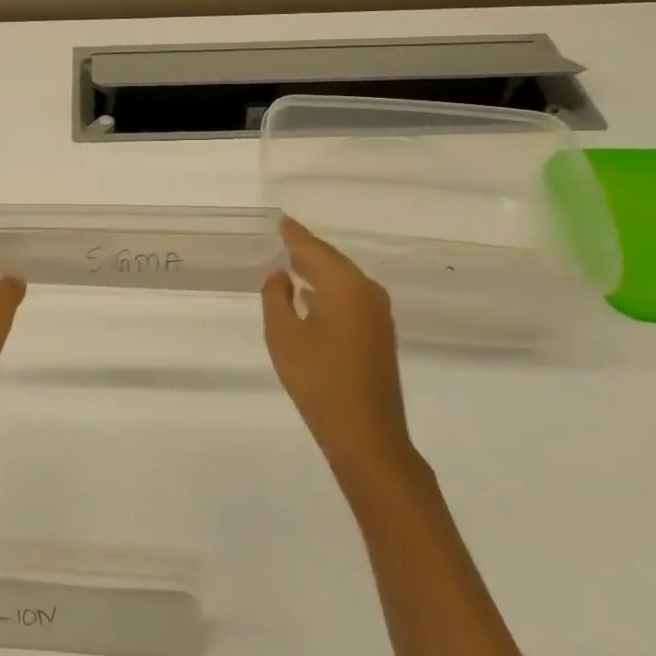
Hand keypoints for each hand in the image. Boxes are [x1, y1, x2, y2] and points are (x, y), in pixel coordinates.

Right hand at [261, 217, 412, 474]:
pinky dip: (329, 289)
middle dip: (307, 250)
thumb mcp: (283, 336)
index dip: (294, 235)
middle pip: (332, 260)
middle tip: (283, 238)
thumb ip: (276, 298)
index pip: (313, 249)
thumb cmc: (318, 380)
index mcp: (344, 285)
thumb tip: (281, 276)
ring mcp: (378, 313)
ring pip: (343, 279)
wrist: (366, 434)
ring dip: (318, 270)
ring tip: (291, 262)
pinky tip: (311, 296)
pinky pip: (350, 296)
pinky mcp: (379, 333)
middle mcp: (367, 291)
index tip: (280, 221)